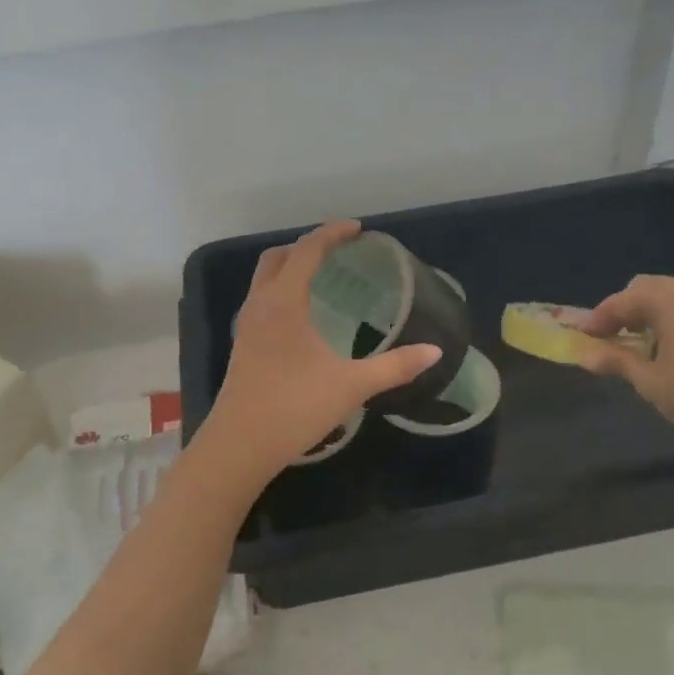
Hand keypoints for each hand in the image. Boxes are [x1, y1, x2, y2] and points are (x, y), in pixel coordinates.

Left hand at [200, 221, 441, 477]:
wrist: (239, 445)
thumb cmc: (295, 407)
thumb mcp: (351, 385)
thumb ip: (394, 367)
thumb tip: (434, 351)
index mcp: (284, 302)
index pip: (307, 251)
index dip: (332, 234)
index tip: (357, 229)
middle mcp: (260, 305)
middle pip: (277, 257)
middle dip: (307, 246)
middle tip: (339, 251)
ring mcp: (247, 326)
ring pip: (264, 279)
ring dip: (290, 267)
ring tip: (322, 277)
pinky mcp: (243, 346)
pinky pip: (261, 301)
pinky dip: (281, 291)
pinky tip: (302, 316)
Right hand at [575, 271, 673, 456]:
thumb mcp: (650, 382)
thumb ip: (616, 361)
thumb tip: (583, 355)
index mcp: (668, 299)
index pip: (621, 301)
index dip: (598, 318)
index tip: (582, 336)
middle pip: (650, 288)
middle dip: (627, 309)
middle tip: (613, 336)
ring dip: (657, 309)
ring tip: (648, 339)